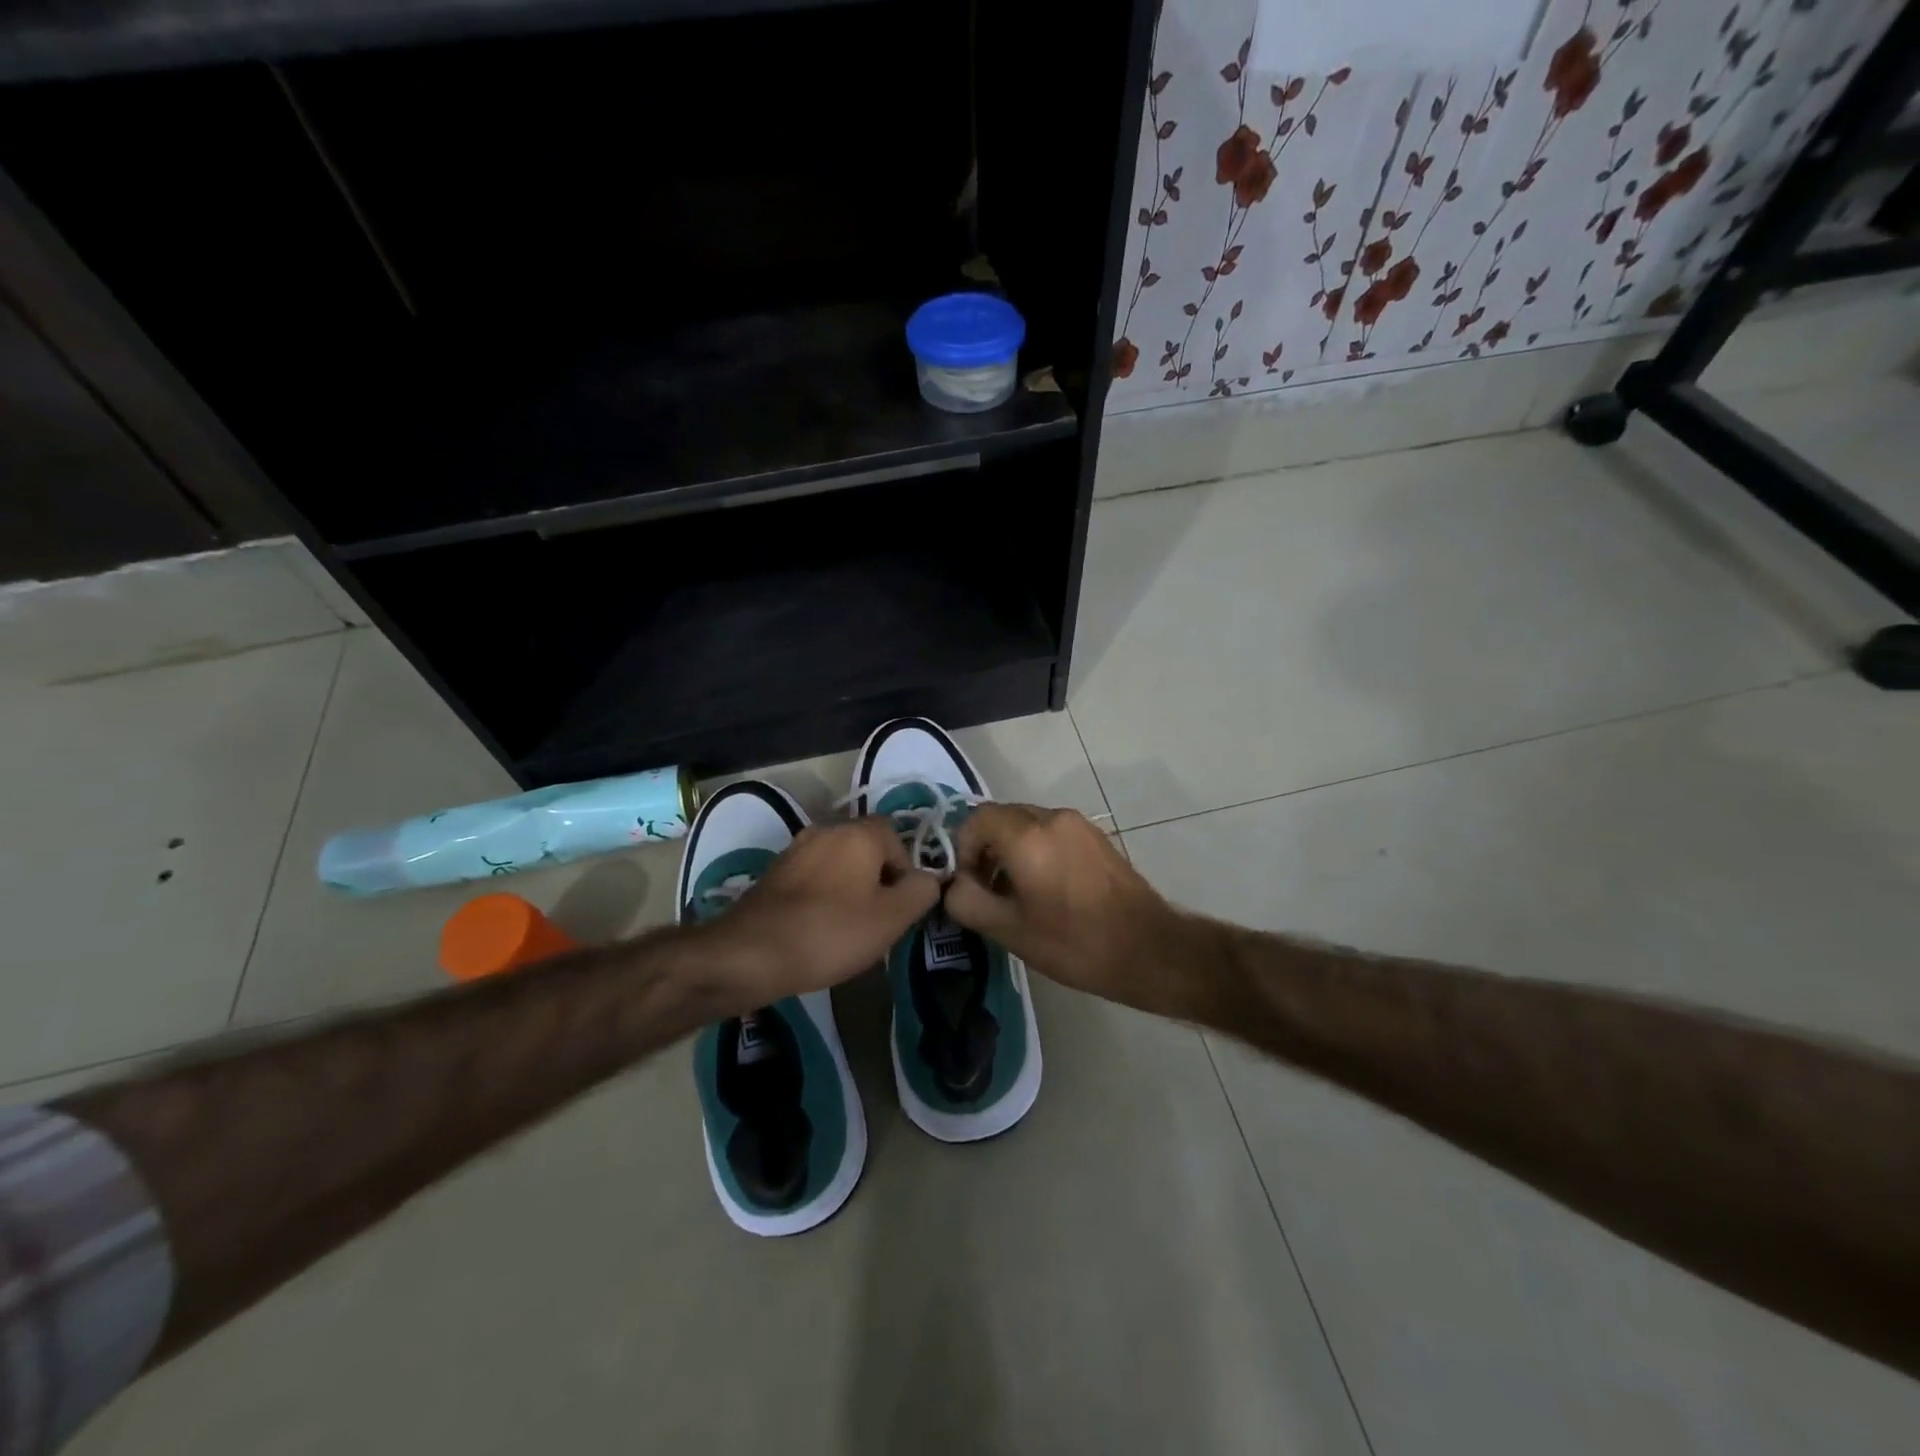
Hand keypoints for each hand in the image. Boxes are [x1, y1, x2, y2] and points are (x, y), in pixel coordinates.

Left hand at [690, 817, 940, 1012]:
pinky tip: (818, 928)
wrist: (750, 952)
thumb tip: (927, 879)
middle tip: (878, 920)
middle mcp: (826, 829)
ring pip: (839, 863)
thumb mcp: (891, 918)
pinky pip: (813, 877)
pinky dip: (822, 896)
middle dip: (878, 880)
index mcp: (858, 833)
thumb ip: (920, 892)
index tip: (899, 908)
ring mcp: (796, 849)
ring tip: (848, 928)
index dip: (905, 872)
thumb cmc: (830, 932)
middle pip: (867, 848)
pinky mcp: (774, 872)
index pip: (897, 838)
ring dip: (849, 888)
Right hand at [943, 804, 1196, 1013]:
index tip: (968, 884)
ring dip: (1010, 850)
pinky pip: (1051, 832)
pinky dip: (1035, 850)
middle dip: (985, 848)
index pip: (977, 819)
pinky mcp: (1096, 837)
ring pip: (1027, 824)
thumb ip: (967, 901)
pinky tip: (1044, 889)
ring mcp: (1079, 824)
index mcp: (1028, 835)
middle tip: (986, 890)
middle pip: (1002, 818)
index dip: (962, 848)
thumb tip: (953, 884)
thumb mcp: (1009, 930)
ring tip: (1014, 893)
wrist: (1149, 949)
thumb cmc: (1074, 942)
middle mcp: (1053, 818)